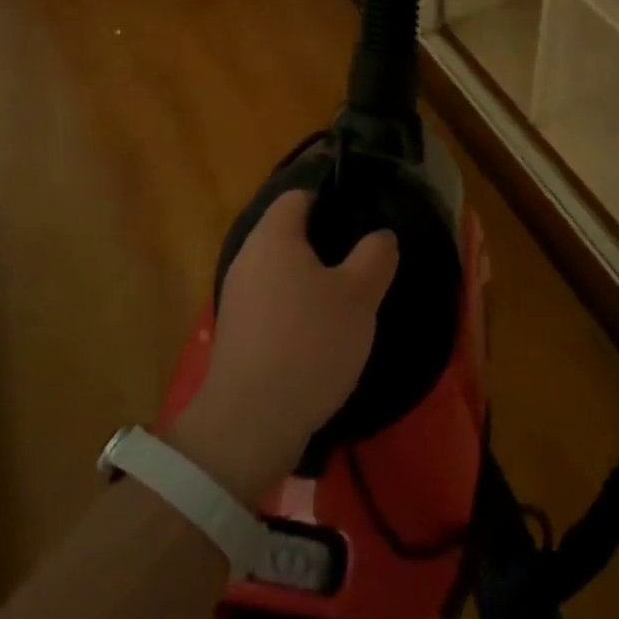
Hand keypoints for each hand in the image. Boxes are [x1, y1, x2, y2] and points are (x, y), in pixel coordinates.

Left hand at [171, 189, 397, 502]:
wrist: (249, 423)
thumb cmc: (309, 343)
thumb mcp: (359, 296)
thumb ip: (375, 256)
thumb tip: (380, 235)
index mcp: (274, 236)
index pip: (300, 195)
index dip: (332, 199)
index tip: (363, 219)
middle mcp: (249, 258)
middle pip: (290, 234)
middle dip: (327, 244)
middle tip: (365, 261)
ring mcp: (239, 297)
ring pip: (283, 272)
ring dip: (313, 281)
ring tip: (351, 300)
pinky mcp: (238, 334)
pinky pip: (274, 304)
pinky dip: (298, 310)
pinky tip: (323, 335)